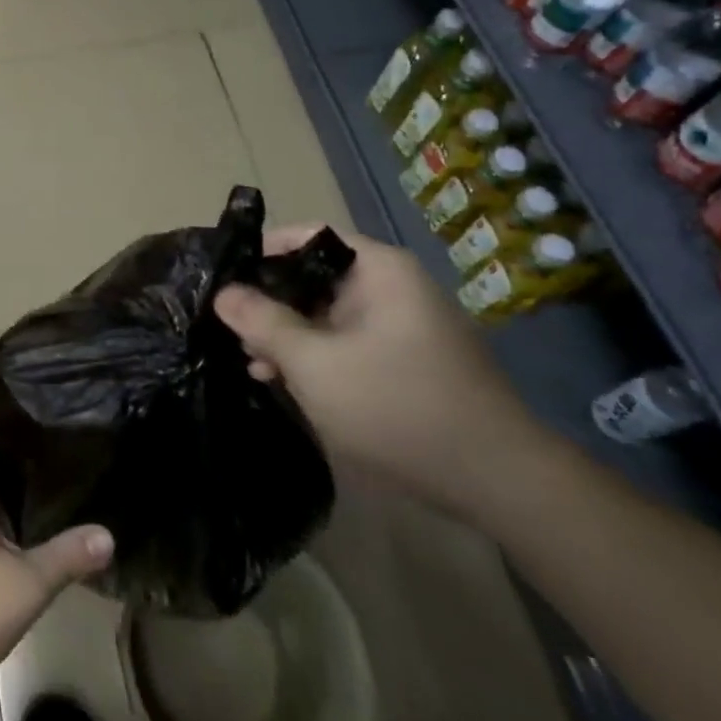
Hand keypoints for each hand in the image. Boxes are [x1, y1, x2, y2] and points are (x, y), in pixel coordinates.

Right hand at [214, 225, 543, 511]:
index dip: (262, 251)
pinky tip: (282, 380)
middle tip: (227, 325)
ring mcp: (401, 326)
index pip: (307, 237)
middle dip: (269, 301)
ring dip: (287, 334)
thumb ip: (263, 322)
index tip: (222, 276)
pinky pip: (346, 342)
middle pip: (314, 277)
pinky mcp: (405, 362)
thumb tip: (222, 293)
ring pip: (326, 314)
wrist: (498, 484)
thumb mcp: (314, 363)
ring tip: (249, 359)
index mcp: (379, 271)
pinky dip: (314, 355)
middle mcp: (392, 288)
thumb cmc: (397, 406)